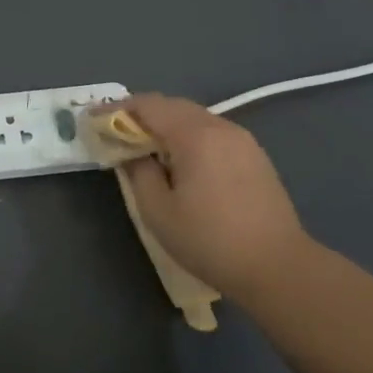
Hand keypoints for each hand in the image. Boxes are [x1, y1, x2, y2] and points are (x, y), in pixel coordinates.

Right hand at [117, 93, 315, 301]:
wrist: (278, 267)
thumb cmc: (210, 240)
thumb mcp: (158, 211)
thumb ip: (138, 173)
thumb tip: (131, 153)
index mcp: (195, 135)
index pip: (149, 106)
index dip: (117, 109)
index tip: (94, 118)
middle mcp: (221, 127)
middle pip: (173, 106)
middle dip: (142, 114)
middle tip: (116, 131)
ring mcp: (243, 140)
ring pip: (195, 119)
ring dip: (166, 125)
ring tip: (145, 146)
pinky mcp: (255, 156)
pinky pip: (212, 133)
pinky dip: (188, 136)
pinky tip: (180, 160)